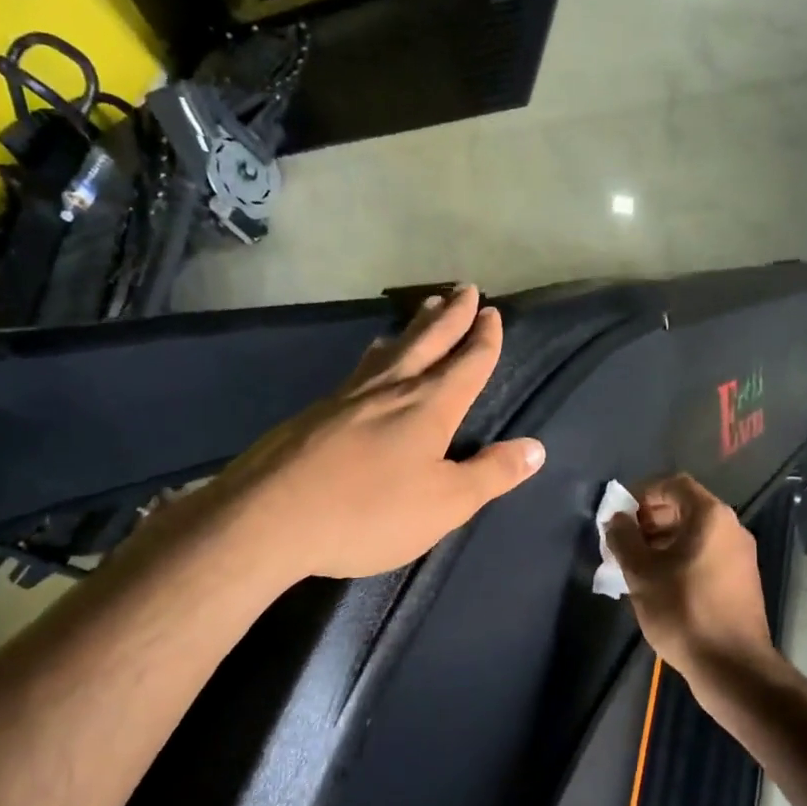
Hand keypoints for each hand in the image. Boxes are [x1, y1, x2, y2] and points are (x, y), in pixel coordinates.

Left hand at [180, 285, 545, 582]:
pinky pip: (360, 369)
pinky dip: (377, 355)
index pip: (466, 362)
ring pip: (390, 350)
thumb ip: (492, 474)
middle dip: (450, 315)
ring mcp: (347, 396)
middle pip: (427, 340)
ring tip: (422, 311)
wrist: (270, 517)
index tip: (492, 311)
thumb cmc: (370, 511)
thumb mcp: (445, 503)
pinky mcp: (315, 412)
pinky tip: (369, 364)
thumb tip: (536, 448)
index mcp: (429, 406)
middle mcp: (390, 388)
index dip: (483, 338)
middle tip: (464, 288)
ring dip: (413, 327)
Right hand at [605, 475, 775, 681]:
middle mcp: (731, 528)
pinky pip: (706, 554)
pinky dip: (681, 557)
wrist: (731, 665)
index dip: (643, 492)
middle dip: (650, 519)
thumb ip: (624, 539)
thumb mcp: (642, 574)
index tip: (620, 513)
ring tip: (635, 564)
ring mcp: (740, 555)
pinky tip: (659, 582)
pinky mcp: (741, 579)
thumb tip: (616, 519)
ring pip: (696, 534)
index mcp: (711, 517)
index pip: (674, 484)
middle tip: (623, 541)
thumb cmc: (683, 611)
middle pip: (686, 507)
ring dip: (663, 541)